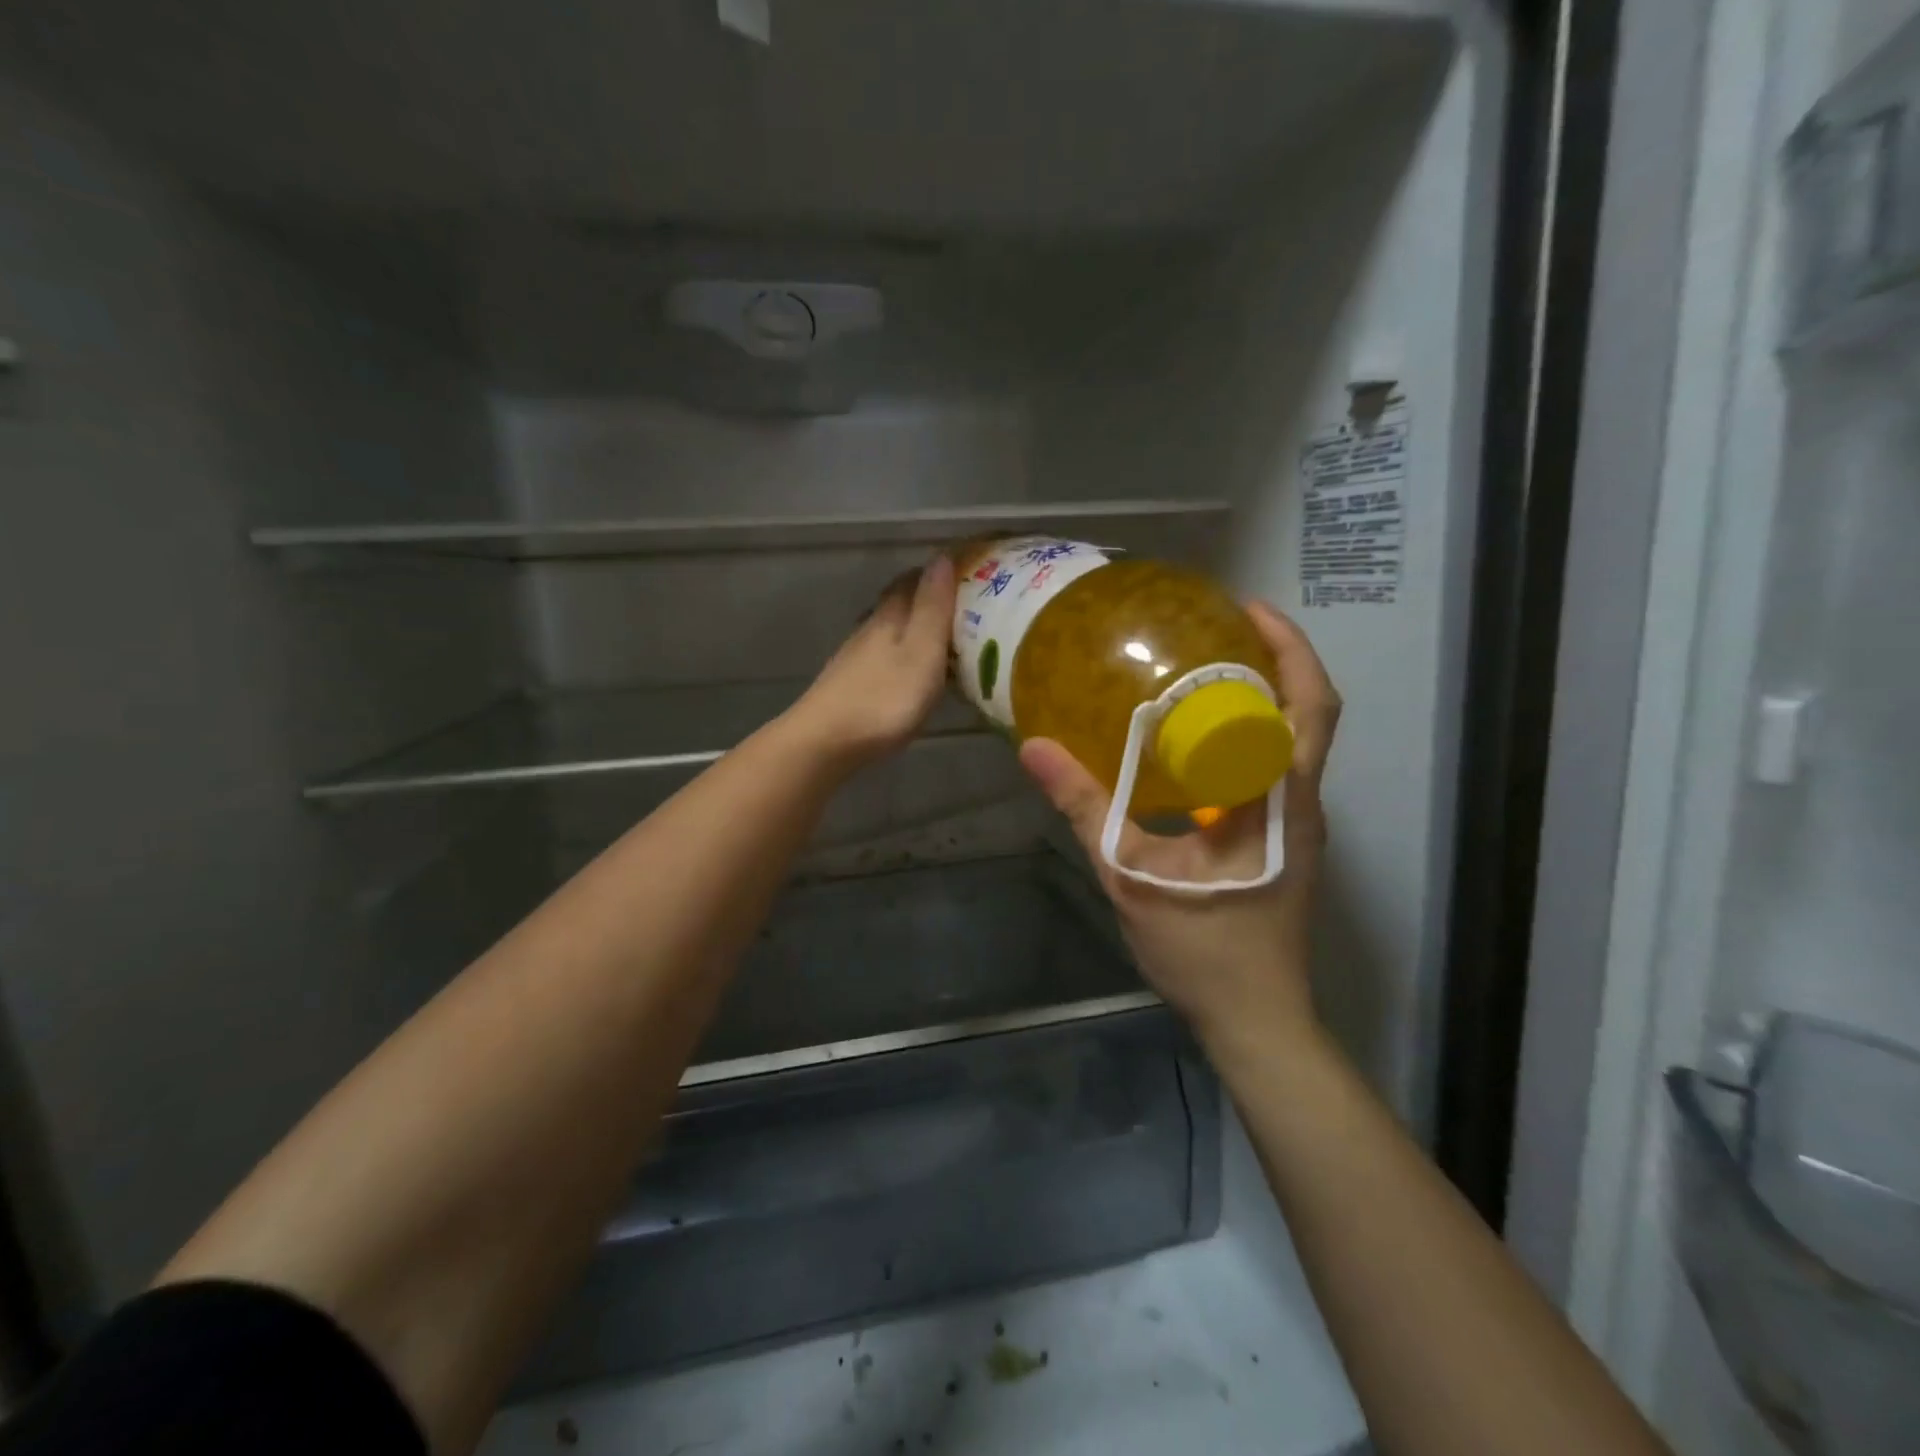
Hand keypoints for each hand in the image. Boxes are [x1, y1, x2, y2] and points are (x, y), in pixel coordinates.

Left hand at [786, 555, 958, 769]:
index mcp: (890, 615)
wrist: (826, 741)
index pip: (914, 579)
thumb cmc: (884, 697)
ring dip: (916, 629)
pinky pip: (884, 656)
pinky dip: (903, 655)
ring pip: (891, 630)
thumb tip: (942, 557)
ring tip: (946, 641)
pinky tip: (913, 672)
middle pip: (900, 602)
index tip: (968, 575)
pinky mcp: (851, 683)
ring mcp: (857, 656)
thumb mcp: (922, 651)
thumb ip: (933, 607)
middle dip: (929, 600)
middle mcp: (870, 627)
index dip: (939, 574)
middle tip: (964, 609)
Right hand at [1017, 601, 1341, 1053]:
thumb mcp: (1131, 874)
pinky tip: (1195, 749)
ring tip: (1202, 677)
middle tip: (1215, 634)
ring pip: (1294, 743)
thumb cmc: (1203, 948)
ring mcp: (1299, 824)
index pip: (1311, 706)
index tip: (1248, 610)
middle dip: (1276, 663)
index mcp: (1277, 797)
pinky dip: (1247, 742)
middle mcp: (1301, 800)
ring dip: (1262, 701)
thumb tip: (1036, 749)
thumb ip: (1085, 807)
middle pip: (1310, 713)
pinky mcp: (1286, 844)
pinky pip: (1276, 772)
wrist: (1255, 1019)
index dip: (1290, 648)